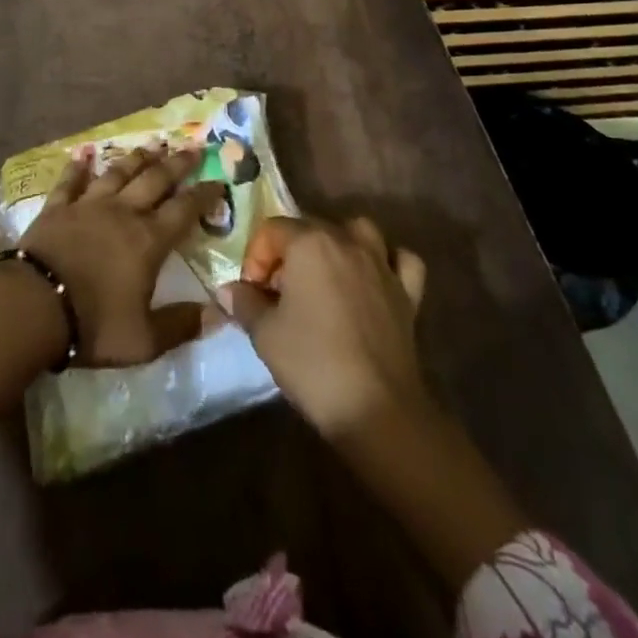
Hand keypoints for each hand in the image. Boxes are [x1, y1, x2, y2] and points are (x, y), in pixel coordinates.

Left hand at [18, 141, 223, 367]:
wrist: (34, 304)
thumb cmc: (93, 323)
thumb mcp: (144, 339)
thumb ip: (182, 324)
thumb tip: (219, 314)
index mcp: (148, 240)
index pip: (184, 210)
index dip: (203, 195)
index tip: (218, 181)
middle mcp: (122, 212)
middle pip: (155, 179)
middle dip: (177, 163)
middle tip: (193, 147)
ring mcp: (88, 205)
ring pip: (118, 173)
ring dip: (136, 158)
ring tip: (152, 145)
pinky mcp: (57, 207)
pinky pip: (71, 181)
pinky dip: (78, 167)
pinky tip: (83, 155)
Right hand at [220, 215, 429, 438]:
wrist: (376, 409)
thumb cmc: (313, 362)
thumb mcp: (264, 333)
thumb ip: (244, 302)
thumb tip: (230, 290)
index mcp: (310, 242)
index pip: (272, 230)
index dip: (255, 258)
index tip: (252, 292)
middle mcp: (347, 241)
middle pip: (310, 228)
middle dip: (288, 253)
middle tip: (278, 292)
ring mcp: (382, 265)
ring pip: (359, 231)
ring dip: (339, 244)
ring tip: (325, 274)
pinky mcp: (408, 293)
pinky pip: (401, 261)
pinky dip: (388, 263)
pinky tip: (374, 280)